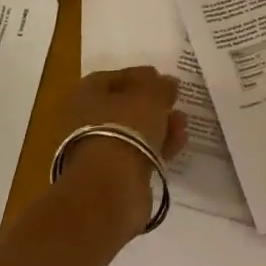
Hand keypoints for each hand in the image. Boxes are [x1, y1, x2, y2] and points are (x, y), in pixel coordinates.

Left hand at [55, 67, 189, 234]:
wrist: (109, 188)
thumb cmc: (124, 128)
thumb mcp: (149, 96)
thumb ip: (160, 86)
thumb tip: (167, 82)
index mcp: (84, 94)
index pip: (112, 78)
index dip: (140, 76)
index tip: (164, 80)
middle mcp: (83, 120)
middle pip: (123, 107)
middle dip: (153, 105)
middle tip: (175, 104)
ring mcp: (95, 150)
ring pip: (132, 132)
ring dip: (158, 126)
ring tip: (183, 126)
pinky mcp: (109, 175)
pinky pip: (136, 154)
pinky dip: (155, 148)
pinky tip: (177, 145)